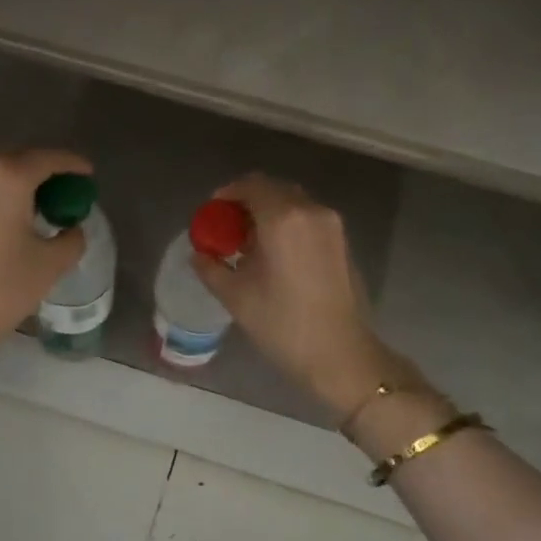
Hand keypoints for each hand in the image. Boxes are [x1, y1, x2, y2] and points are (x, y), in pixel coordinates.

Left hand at [0, 151, 91, 373]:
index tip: (88, 175)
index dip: (72, 165)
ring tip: (40, 209)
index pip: (48, 159)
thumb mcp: (51, 264)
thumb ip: (71, 238)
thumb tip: (72, 228)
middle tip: (66, 194)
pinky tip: (12, 220)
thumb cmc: (2, 288)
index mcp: (7, 176)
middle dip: (45, 175)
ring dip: (19, 188)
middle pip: (19, 163)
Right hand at [190, 174, 415, 417]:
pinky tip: (274, 256)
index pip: (250, 186)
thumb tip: (198, 255)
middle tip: (226, 230)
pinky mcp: (342, 242)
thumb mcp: (236, 297)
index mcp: (283, 218)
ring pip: (292, 204)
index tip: (211, 215)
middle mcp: (311, 211)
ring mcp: (331, 225)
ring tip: (248, 246)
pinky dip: (287, 226)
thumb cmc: (282, 324)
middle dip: (246, 204)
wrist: (340, 354)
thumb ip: (211, 268)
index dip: (226, 196)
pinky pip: (308, 220)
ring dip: (268, 214)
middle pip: (273, 190)